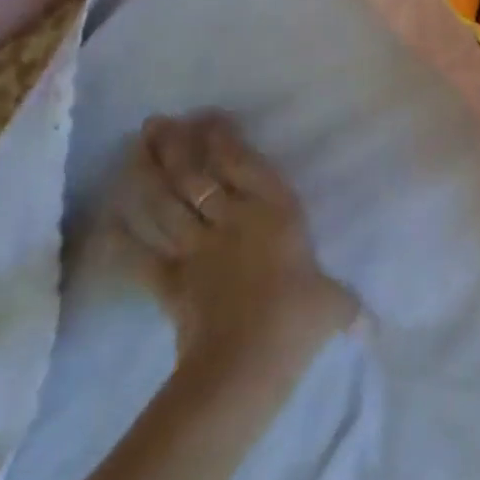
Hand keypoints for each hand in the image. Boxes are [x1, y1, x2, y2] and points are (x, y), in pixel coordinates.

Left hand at [104, 112, 356, 395]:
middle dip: (175, 146)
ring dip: (146, 176)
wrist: (247, 362)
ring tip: (134, 149)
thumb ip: (346, 306)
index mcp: (276, 212)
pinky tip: (108, 221)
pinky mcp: (170, 284)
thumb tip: (371, 329)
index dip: (223, 138)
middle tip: (156, 123)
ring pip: (165, 205)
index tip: (208, 117)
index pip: (243, 164)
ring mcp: (197, 251)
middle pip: (195, 176)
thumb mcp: (335, 305)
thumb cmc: (300, 319)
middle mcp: (232, 221)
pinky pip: (142, 257)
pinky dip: (123, 240)